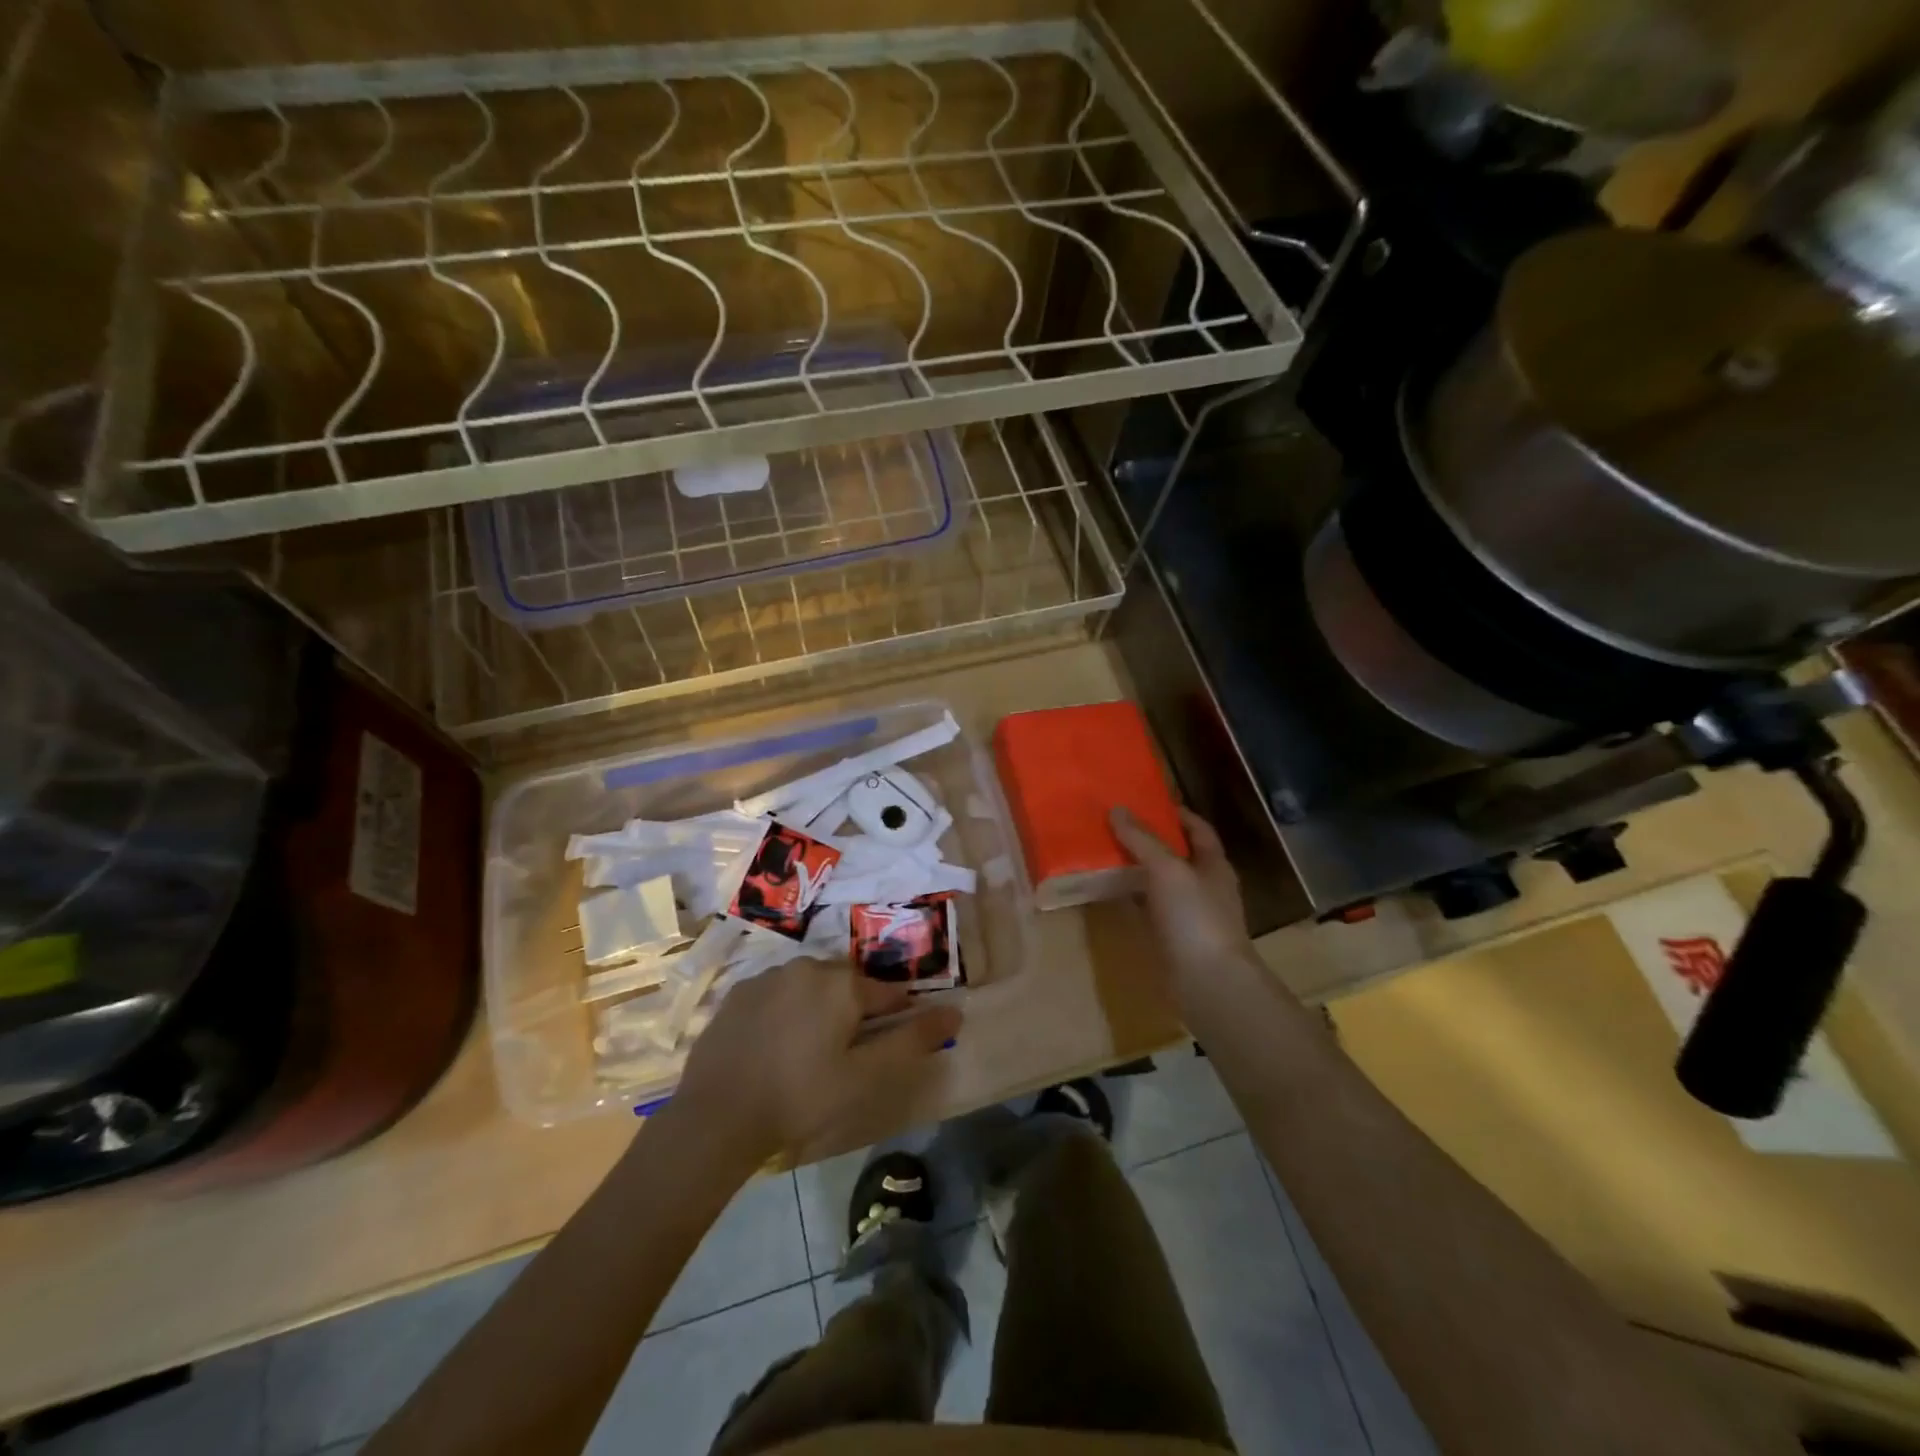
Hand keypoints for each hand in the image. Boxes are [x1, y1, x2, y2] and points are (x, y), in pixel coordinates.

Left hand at [673, 958, 962, 1165]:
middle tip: (845, 1056)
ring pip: (810, 986)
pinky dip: (785, 1011)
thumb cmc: (801, 1098)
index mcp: (842, 983)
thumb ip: (912, 1041)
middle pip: (847, 984)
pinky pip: (776, 994)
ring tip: (808, 1052)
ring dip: (818, 1008)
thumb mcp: (866, 1077)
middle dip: (854, 1011)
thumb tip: (955, 1012)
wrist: (716, 1116)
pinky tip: (775, 1047)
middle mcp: (807, 966)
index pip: (887, 993)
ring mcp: (768, 976)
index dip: (896, 1018)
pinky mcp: (738, 992)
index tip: (888, 1045)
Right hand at [1110, 807, 1254, 997]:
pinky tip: (1111, 893)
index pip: (1198, 830)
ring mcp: (1190, 915)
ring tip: (1106, 853)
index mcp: (1214, 865)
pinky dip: (1133, 898)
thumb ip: (1142, 840)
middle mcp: (1205, 887)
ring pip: (1162, 883)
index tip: (1148, 802)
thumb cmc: (1195, 917)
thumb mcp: (1167, 869)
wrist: (1208, 982)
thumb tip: (1117, 810)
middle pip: (1178, 855)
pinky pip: (1150, 909)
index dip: (1177, 814)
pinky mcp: (1173, 939)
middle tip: (1116, 825)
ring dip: (1139, 869)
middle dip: (1151, 840)